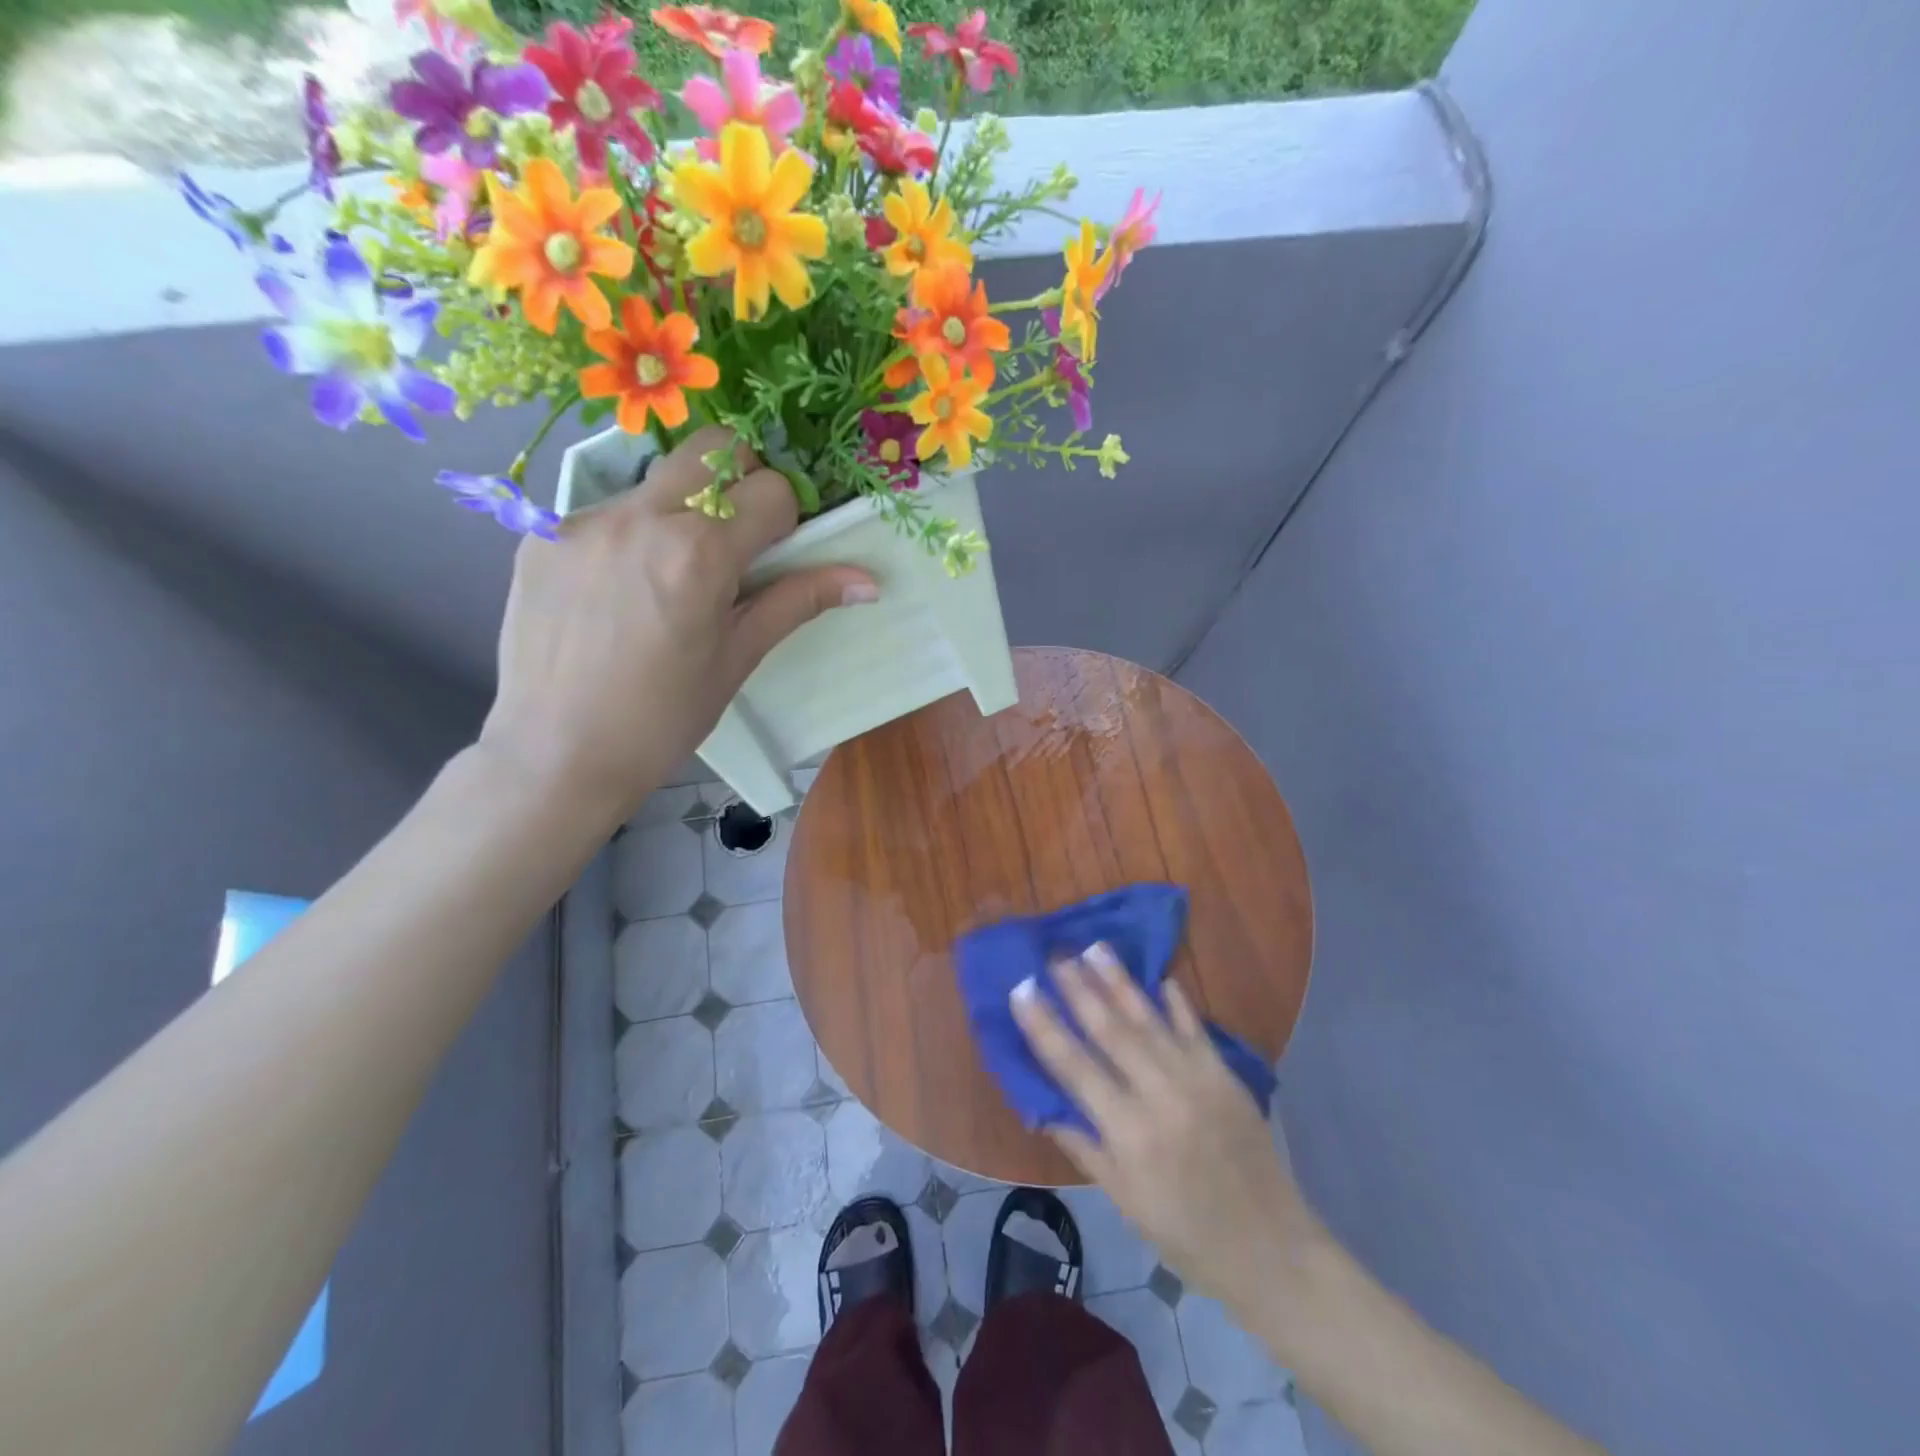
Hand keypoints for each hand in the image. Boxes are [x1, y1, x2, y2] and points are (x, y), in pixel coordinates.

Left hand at [480, 427, 876, 821]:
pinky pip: (608, 510)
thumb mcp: (738, 658)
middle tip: (737, 540)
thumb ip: (798, 602)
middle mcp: (639, 516)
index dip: (786, 519)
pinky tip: (620, 592)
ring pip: (658, 478)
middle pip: (713, 448)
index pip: (770, 489)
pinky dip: (633, 534)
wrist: (556, 756)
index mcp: (698, 553)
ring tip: (670, 576)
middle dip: (741, 480)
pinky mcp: (541, 534)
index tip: (776, 557)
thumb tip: (868, 581)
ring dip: (684, 508)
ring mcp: (583, 520)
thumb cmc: (663, 719)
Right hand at [1010, 945, 1329, 1320]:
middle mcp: (1160, 1096)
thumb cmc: (1186, 1234)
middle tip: (1055, 955)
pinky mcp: (1225, 1076)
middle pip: (1111, 1031)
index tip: (1021, 990)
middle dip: (1079, 990)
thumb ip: (1085, 1146)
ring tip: (1094, 948)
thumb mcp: (1124, 1200)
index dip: (1044, 1026)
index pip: (1074, 1067)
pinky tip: (1161, 978)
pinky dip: (1177, 1003)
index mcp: (1129, 1133)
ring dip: (1119, 982)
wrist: (1270, 1249)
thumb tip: (1044, 1106)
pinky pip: (1195, 1029)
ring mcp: (1197, 1080)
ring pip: (1149, 1020)